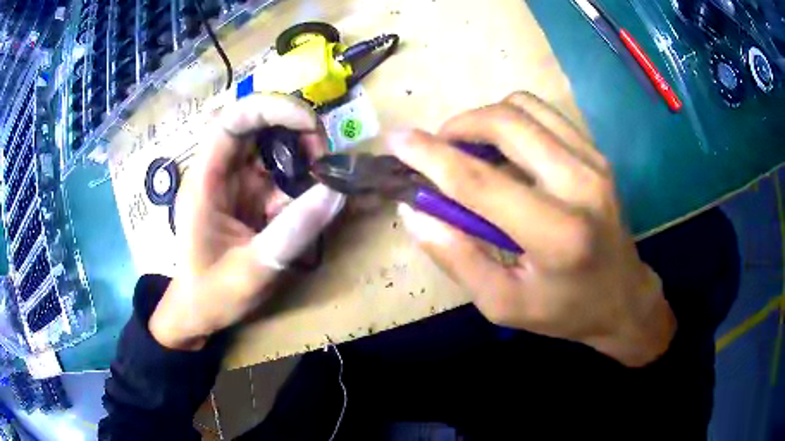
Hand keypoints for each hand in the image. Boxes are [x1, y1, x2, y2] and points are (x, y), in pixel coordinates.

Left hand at [149, 93, 344, 350]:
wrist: (198, 311)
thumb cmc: (212, 294)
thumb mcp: (253, 270)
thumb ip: (293, 233)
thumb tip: (338, 192)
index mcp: (206, 180)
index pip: (232, 121)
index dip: (271, 108)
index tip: (310, 125)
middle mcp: (221, 171)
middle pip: (256, 124)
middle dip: (295, 128)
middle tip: (324, 155)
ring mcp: (237, 181)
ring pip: (272, 145)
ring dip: (302, 154)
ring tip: (324, 180)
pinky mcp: (251, 195)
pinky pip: (280, 174)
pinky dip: (302, 181)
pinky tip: (313, 203)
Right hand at [390, 92, 675, 366]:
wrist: (623, 298)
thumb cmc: (564, 311)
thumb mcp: (502, 303)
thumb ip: (456, 257)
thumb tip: (414, 210)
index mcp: (555, 234)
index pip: (479, 181)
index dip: (430, 156)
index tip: (396, 141)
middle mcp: (580, 184)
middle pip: (505, 122)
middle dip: (458, 126)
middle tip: (439, 150)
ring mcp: (593, 161)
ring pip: (525, 107)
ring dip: (485, 118)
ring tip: (470, 148)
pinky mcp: (597, 153)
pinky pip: (544, 114)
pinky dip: (512, 120)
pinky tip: (506, 149)